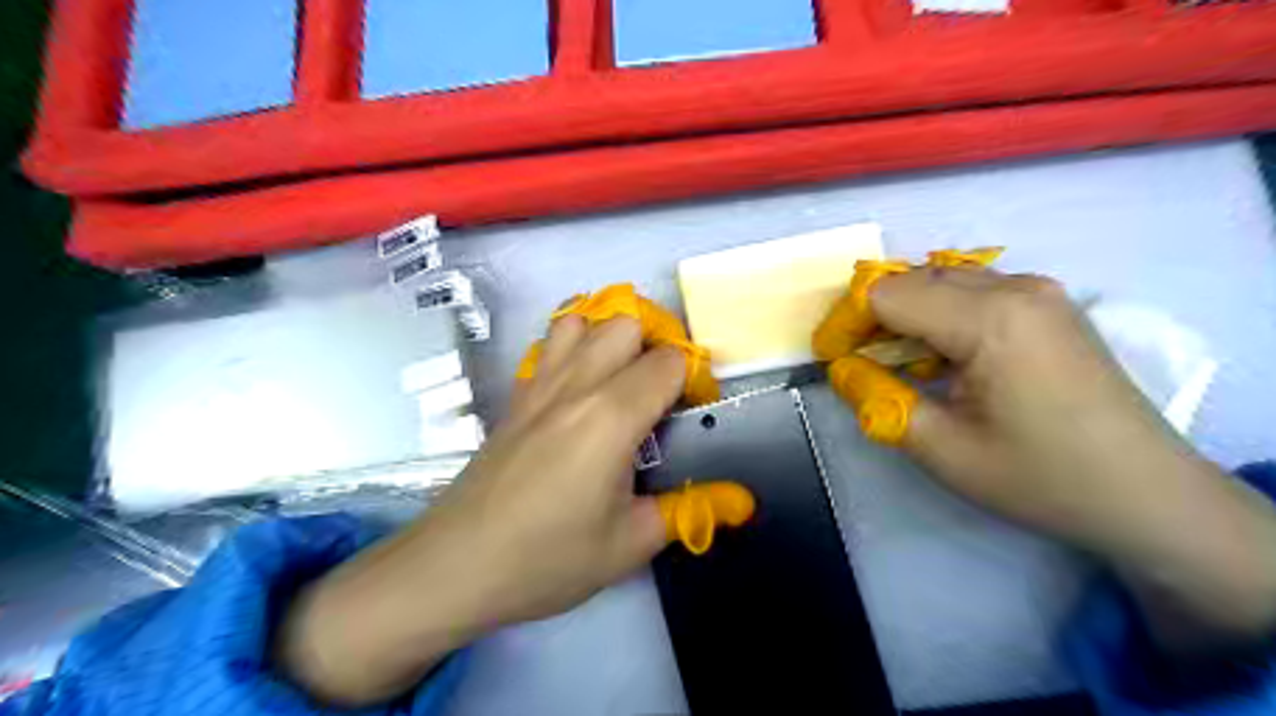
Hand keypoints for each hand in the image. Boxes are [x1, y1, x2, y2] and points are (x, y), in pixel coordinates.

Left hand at [275, 317, 681, 703]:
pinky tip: (578, 386)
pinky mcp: (515, 395)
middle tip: (662, 390)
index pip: (668, 361)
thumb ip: (691, 510)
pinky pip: (547, 343)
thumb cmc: (548, 558)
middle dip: (656, 344)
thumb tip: (743, 502)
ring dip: (610, 336)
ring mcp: (539, 384)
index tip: (693, 411)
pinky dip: (573, 344)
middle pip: (627, 321)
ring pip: (582, 319)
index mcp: (612, 416)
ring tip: (621, 378)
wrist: (455, 565)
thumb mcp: (631, 544)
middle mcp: (577, 385)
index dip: (693, 378)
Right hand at [867, 264, 1275, 647]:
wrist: (1147, 495)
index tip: (830, 359)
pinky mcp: (1049, 306)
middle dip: (872, 317)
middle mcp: (1015, 288)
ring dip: (905, 316)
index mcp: (989, 318)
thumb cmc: (1041, 477)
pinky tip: (940, 358)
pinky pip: (973, 293)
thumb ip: (878, 401)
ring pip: (941, 282)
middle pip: (912, 280)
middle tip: (854, 363)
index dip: (847, 322)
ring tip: (894, 364)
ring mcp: (1039, 292)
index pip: (886, 294)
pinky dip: (939, 318)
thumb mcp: (943, 450)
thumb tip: (841, 369)